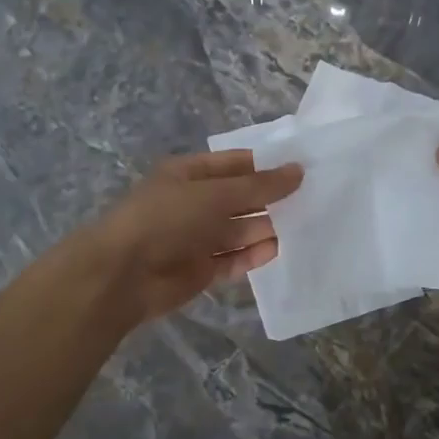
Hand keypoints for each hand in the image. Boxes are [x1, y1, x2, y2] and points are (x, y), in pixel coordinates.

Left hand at [85, 151, 301, 325]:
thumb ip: (259, 186)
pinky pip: (234, 259)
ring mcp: (198, 238)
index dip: (267, 165)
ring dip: (267, 228)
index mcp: (189, 174)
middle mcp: (195, 203)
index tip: (303, 168)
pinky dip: (253, 256)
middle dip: (272, 199)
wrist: (123, 275)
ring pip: (240, 230)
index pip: (236, 164)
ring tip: (305, 225)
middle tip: (315, 199)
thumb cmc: (167, 218)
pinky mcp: (201, 270)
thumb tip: (299, 171)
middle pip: (241, 199)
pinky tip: (278, 250)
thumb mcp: (215, 194)